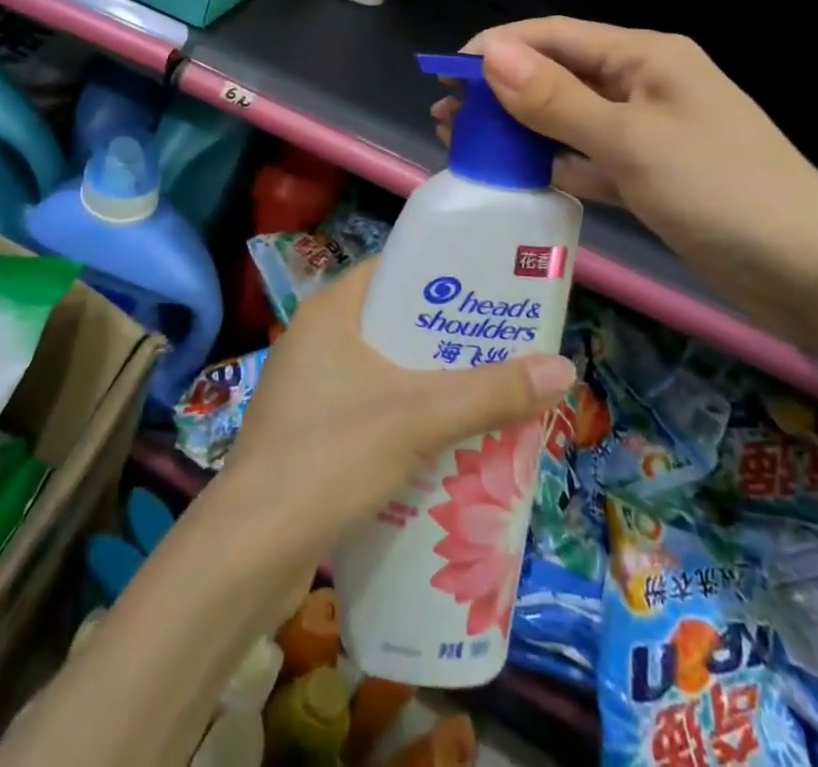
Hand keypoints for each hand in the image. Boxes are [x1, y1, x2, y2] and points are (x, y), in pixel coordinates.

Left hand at [222, 257, 575, 566]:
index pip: (394, 271)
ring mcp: (308, 387)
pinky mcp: (308, 431)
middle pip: (394, 324)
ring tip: (486, 397)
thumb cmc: (332, 453)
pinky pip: (368, 408)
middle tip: (503, 351)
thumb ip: (490, 393)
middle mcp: (316, 338)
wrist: (252, 546)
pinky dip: (405, 418)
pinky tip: (442, 445)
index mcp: (331, 311)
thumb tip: (564, 368)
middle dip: (447, 341)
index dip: (443, 278)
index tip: (491, 293)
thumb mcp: (419, 417)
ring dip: (429, 384)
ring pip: (383, 371)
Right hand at [431, 18, 817, 325]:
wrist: (813, 275)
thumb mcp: (630, 140)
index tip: (444, 73)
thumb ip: (556, 100)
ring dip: (520, 128)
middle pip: (558, 76)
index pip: (555, 36)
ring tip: (464, 143)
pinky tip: (515, 176)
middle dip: (501, 91)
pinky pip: (587, 159)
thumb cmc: (721, 190)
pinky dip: (552, 164)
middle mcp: (644, 85)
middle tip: (445, 116)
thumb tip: (490, 56)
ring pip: (568, 120)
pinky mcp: (650, 176)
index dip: (497, 48)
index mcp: (645, 57)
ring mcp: (648, 132)